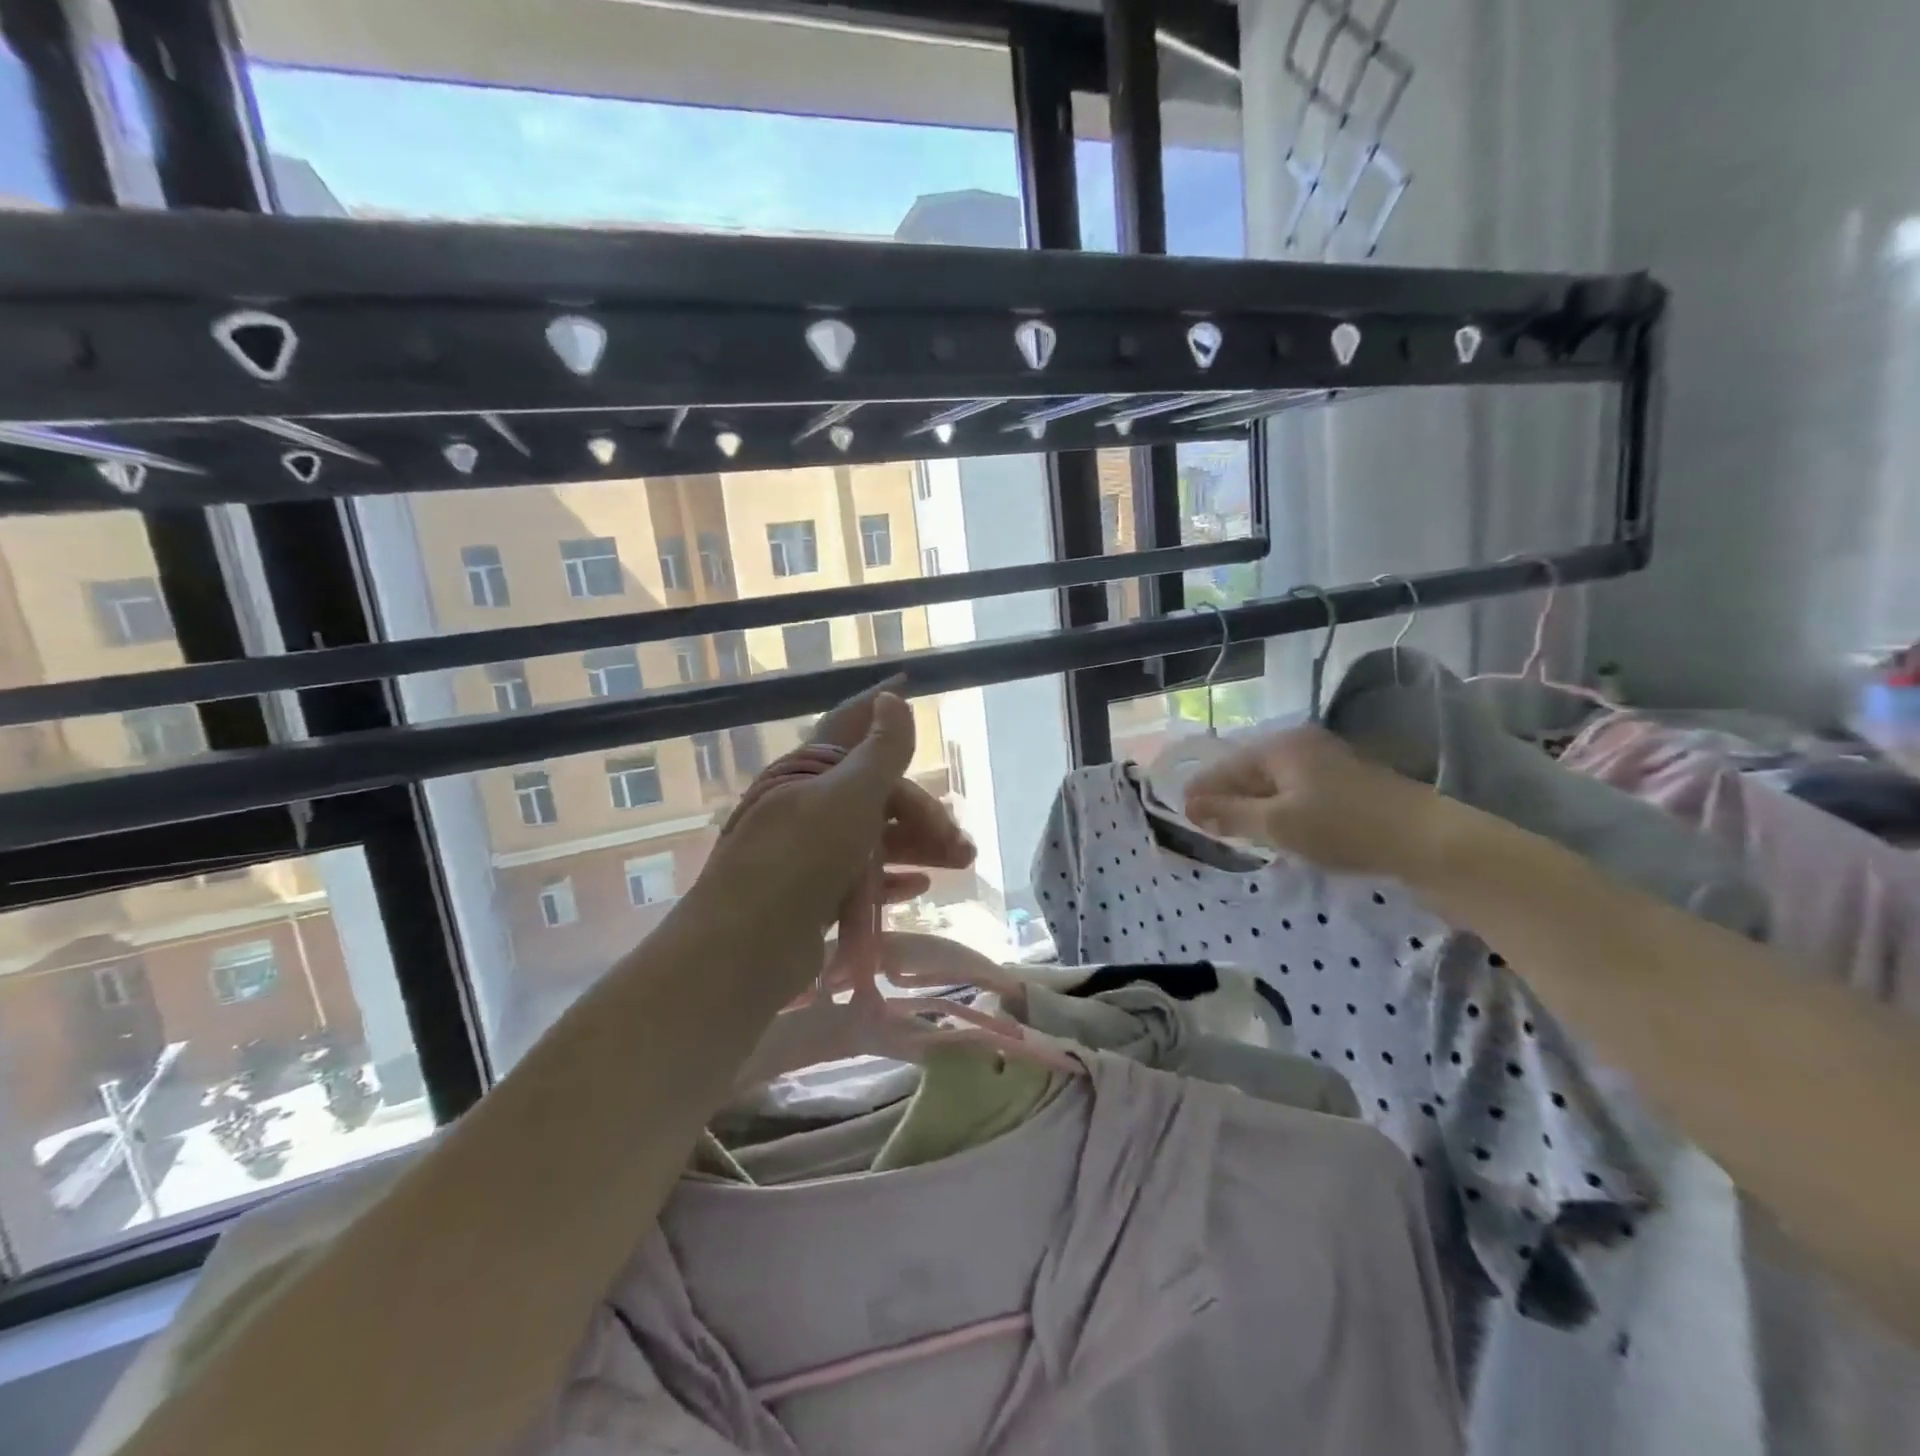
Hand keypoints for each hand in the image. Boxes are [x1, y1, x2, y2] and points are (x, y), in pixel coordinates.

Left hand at [696, 682, 973, 941]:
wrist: (744, 949)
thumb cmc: (801, 860)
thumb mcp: (849, 797)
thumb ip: (880, 751)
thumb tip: (892, 699)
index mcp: (808, 771)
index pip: (848, 724)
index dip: (878, 704)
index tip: (909, 683)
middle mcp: (806, 805)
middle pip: (875, 793)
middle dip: (922, 811)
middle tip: (961, 841)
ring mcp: (809, 852)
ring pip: (874, 836)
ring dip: (919, 845)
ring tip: (961, 863)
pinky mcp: (813, 894)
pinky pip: (862, 876)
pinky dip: (892, 877)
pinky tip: (920, 886)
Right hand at [1184, 724, 1439, 879]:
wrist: (1427, 840)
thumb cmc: (1342, 827)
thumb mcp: (1277, 824)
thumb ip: (1230, 815)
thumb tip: (1191, 808)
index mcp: (1280, 747)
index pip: (1227, 767)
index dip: (1203, 791)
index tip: (1182, 814)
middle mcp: (1301, 745)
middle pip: (1250, 771)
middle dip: (1227, 797)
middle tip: (1207, 826)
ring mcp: (1328, 761)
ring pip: (1275, 783)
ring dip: (1254, 805)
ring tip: (1237, 831)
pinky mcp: (1348, 782)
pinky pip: (1297, 791)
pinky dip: (1280, 808)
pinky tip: (1278, 829)